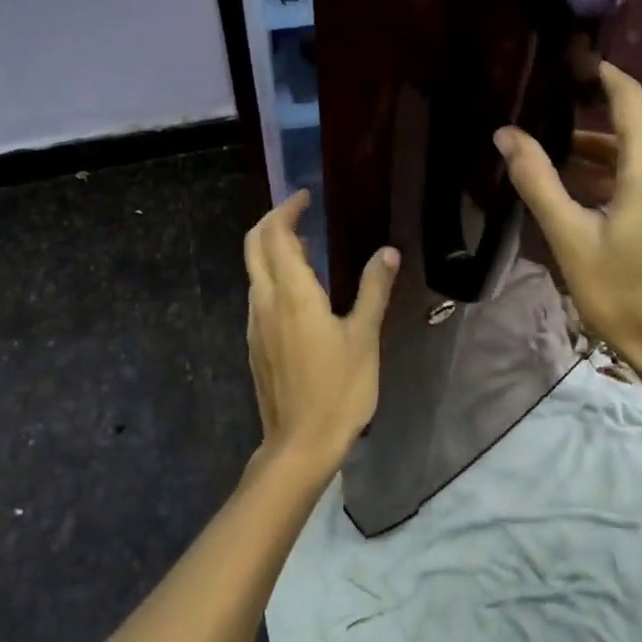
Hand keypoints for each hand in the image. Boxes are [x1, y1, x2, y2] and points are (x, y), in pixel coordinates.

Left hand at [244, 191, 399, 479]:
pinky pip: (259, 295)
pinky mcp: (255, 343)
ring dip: (273, 249)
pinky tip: (300, 291)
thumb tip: (387, 252)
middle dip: (272, 221)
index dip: (287, 210)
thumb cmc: (338, 390)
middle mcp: (265, 301)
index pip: (276, 235)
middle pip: (254, 246)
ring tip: (307, 247)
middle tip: (300, 211)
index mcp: (291, 294)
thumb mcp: (363, 337)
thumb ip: (373, 290)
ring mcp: (255, 324)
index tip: (305, 197)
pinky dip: (273, 276)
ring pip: (255, 271)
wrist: (299, 445)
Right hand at [496, 62, 641, 394]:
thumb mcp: (570, 236)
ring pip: (633, 144)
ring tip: (541, 147)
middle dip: (584, 107)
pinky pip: (641, 167)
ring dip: (592, 144)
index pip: (626, 94)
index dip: (596, 71)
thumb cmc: (623, 291)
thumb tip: (505, 134)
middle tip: (535, 107)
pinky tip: (570, 181)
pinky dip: (607, 166)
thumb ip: (538, 180)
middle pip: (629, 117)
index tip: (561, 58)